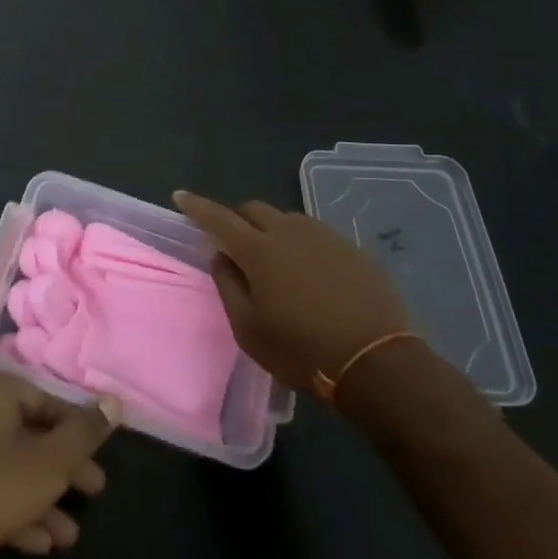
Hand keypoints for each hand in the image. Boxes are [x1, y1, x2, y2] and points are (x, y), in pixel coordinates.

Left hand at [0, 371, 118, 558]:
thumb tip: (113, 401)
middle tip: (93, 494)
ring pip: (8, 463)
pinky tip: (39, 543)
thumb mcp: (48, 463)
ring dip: (42, 497)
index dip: (78, 431)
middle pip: (28, 432)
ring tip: (69, 537)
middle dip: (63, 469)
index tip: (101, 460)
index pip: (47, 401)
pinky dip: (12, 507)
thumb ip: (84, 432)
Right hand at [174, 192, 413, 395]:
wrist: (377, 362)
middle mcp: (289, 231)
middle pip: (253, 209)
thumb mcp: (249, 329)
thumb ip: (228, 285)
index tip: (180, 196)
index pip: (218, 217)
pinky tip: (309, 273)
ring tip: (274, 262)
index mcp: (258, 250)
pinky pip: (315, 234)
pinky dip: (300, 244)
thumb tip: (220, 255)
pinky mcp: (351, 248)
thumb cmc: (302, 350)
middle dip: (236, 219)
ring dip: (270, 230)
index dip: (196, 206)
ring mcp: (324, 236)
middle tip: (233, 244)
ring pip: (286, 219)